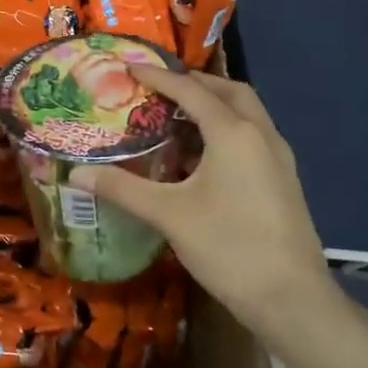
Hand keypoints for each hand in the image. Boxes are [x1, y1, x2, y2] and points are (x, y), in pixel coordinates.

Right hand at [69, 67, 334, 333]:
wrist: (292, 300)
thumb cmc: (228, 247)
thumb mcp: (168, 215)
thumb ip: (122, 188)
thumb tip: (76, 174)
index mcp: (233, 133)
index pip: (190, 91)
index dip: (158, 77)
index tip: (129, 67)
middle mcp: (261, 135)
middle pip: (229, 91)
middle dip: (195, 83)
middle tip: (161, 87)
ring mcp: (279, 158)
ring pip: (247, 113)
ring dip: (215, 105)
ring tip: (178, 117)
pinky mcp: (285, 180)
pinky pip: (254, 136)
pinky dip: (228, 129)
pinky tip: (204, 156)